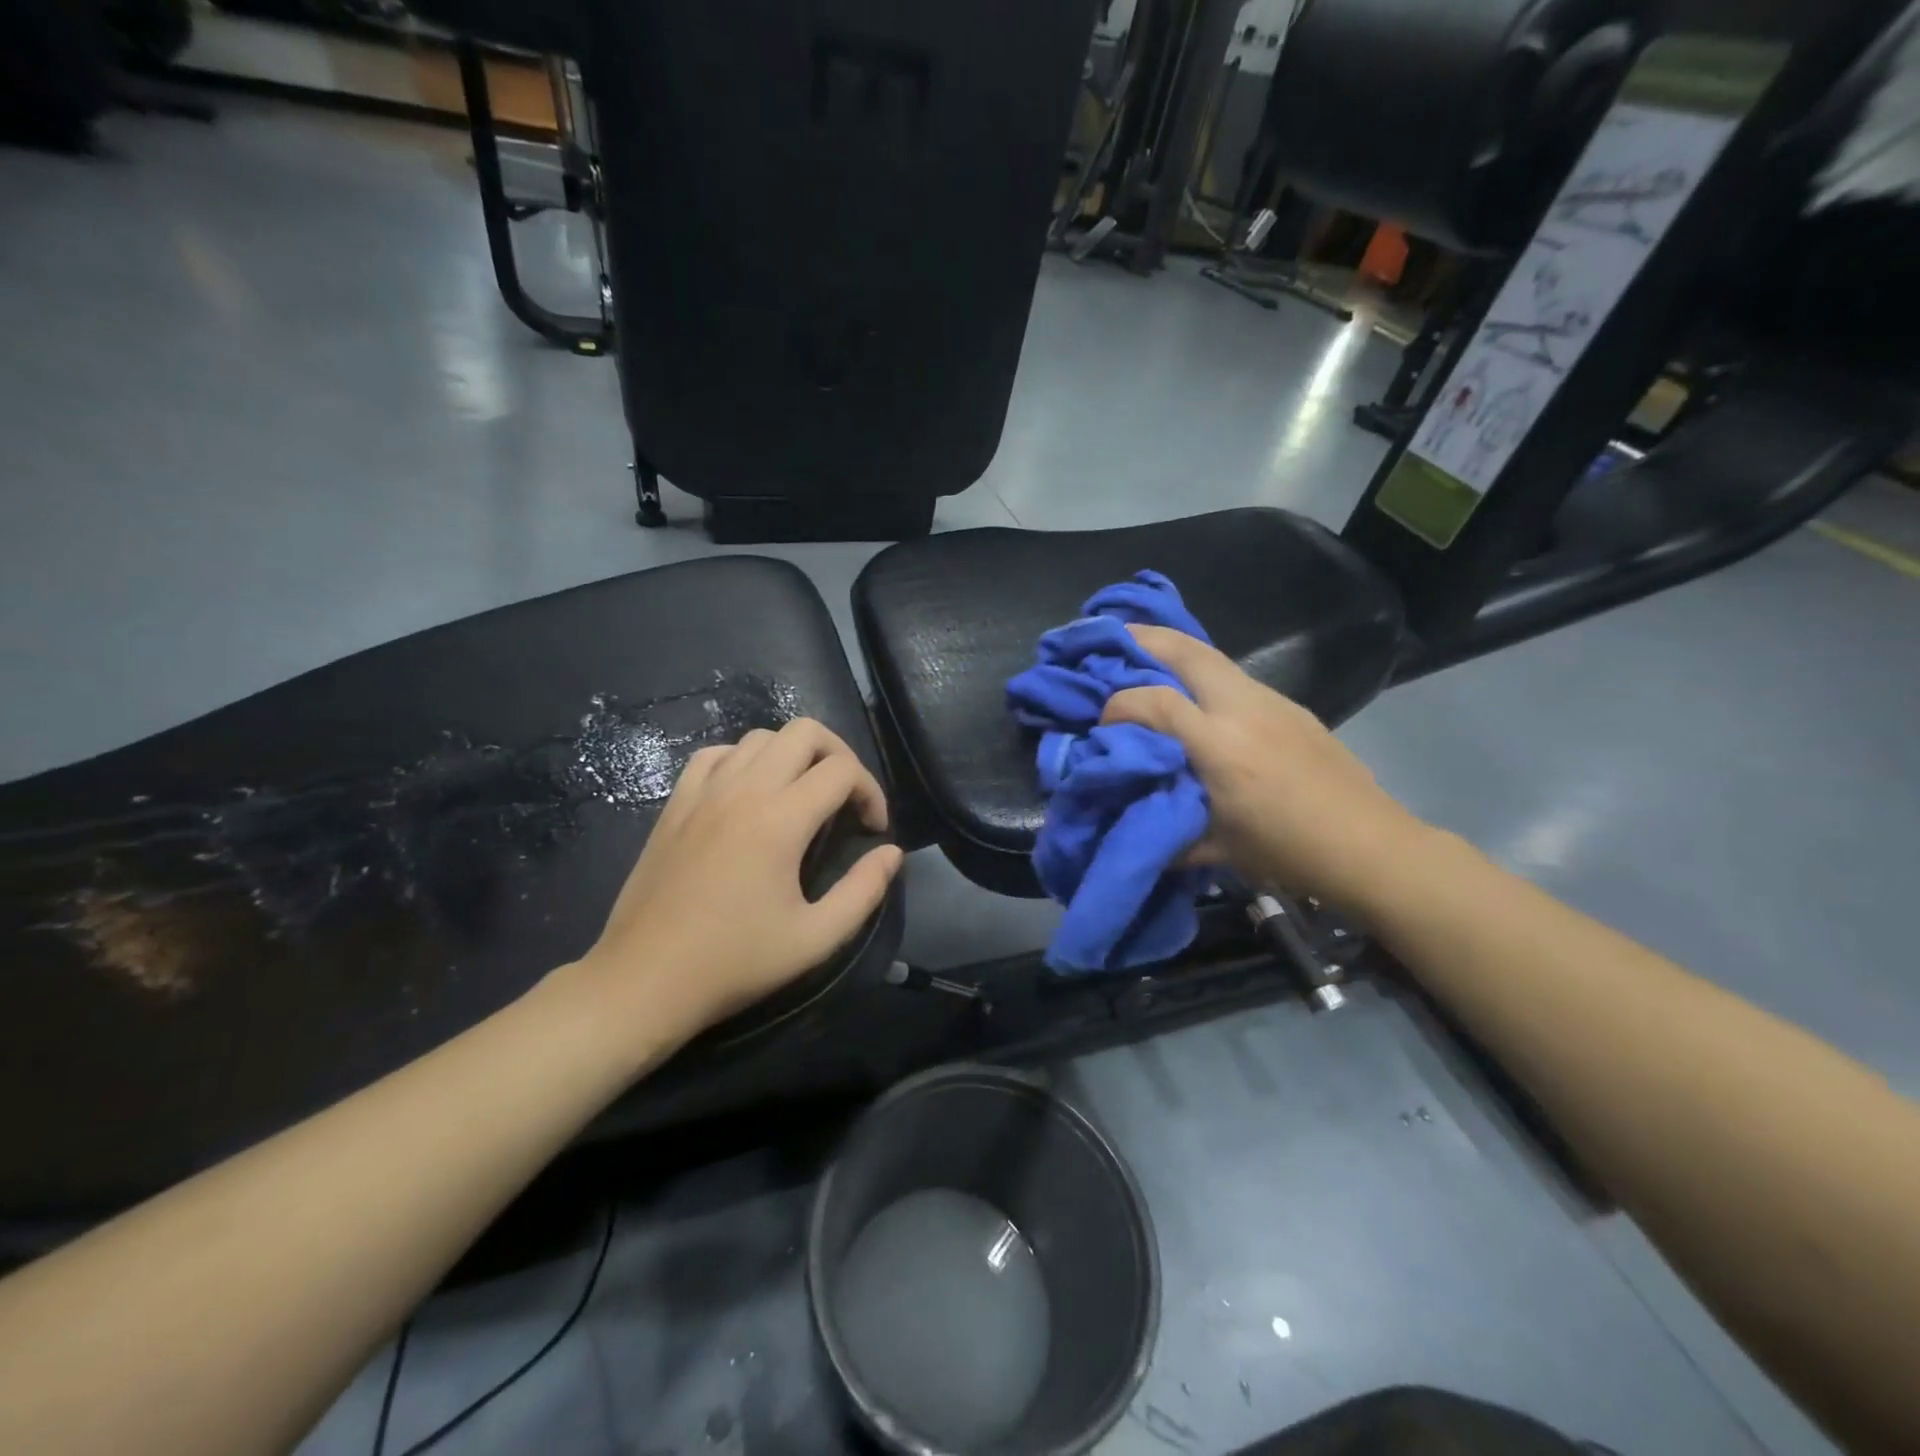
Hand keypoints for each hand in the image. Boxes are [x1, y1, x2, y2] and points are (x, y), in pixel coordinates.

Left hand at [572, 718, 903, 1045]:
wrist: (645, 980)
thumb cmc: (734, 962)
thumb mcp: (815, 939)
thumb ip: (863, 891)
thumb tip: (892, 853)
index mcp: (780, 820)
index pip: (842, 770)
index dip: (871, 791)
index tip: (873, 830)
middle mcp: (743, 791)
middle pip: (804, 731)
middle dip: (839, 755)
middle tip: (846, 799)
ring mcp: (703, 792)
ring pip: (760, 737)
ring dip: (793, 756)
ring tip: (802, 796)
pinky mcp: (675, 804)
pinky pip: (715, 754)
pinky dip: (743, 760)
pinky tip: (748, 793)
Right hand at [1102, 625, 1424, 910]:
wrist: (1370, 845)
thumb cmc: (1287, 852)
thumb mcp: (1216, 847)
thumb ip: (1167, 826)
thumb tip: (1128, 817)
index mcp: (1220, 747)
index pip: (1154, 702)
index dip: (1119, 705)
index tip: (1102, 722)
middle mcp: (1243, 710)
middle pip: (1189, 652)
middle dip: (1146, 638)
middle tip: (1115, 635)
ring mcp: (1273, 702)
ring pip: (1215, 658)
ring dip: (1177, 651)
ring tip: (1149, 655)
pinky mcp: (1291, 707)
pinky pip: (1237, 678)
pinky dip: (1205, 675)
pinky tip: (1199, 696)